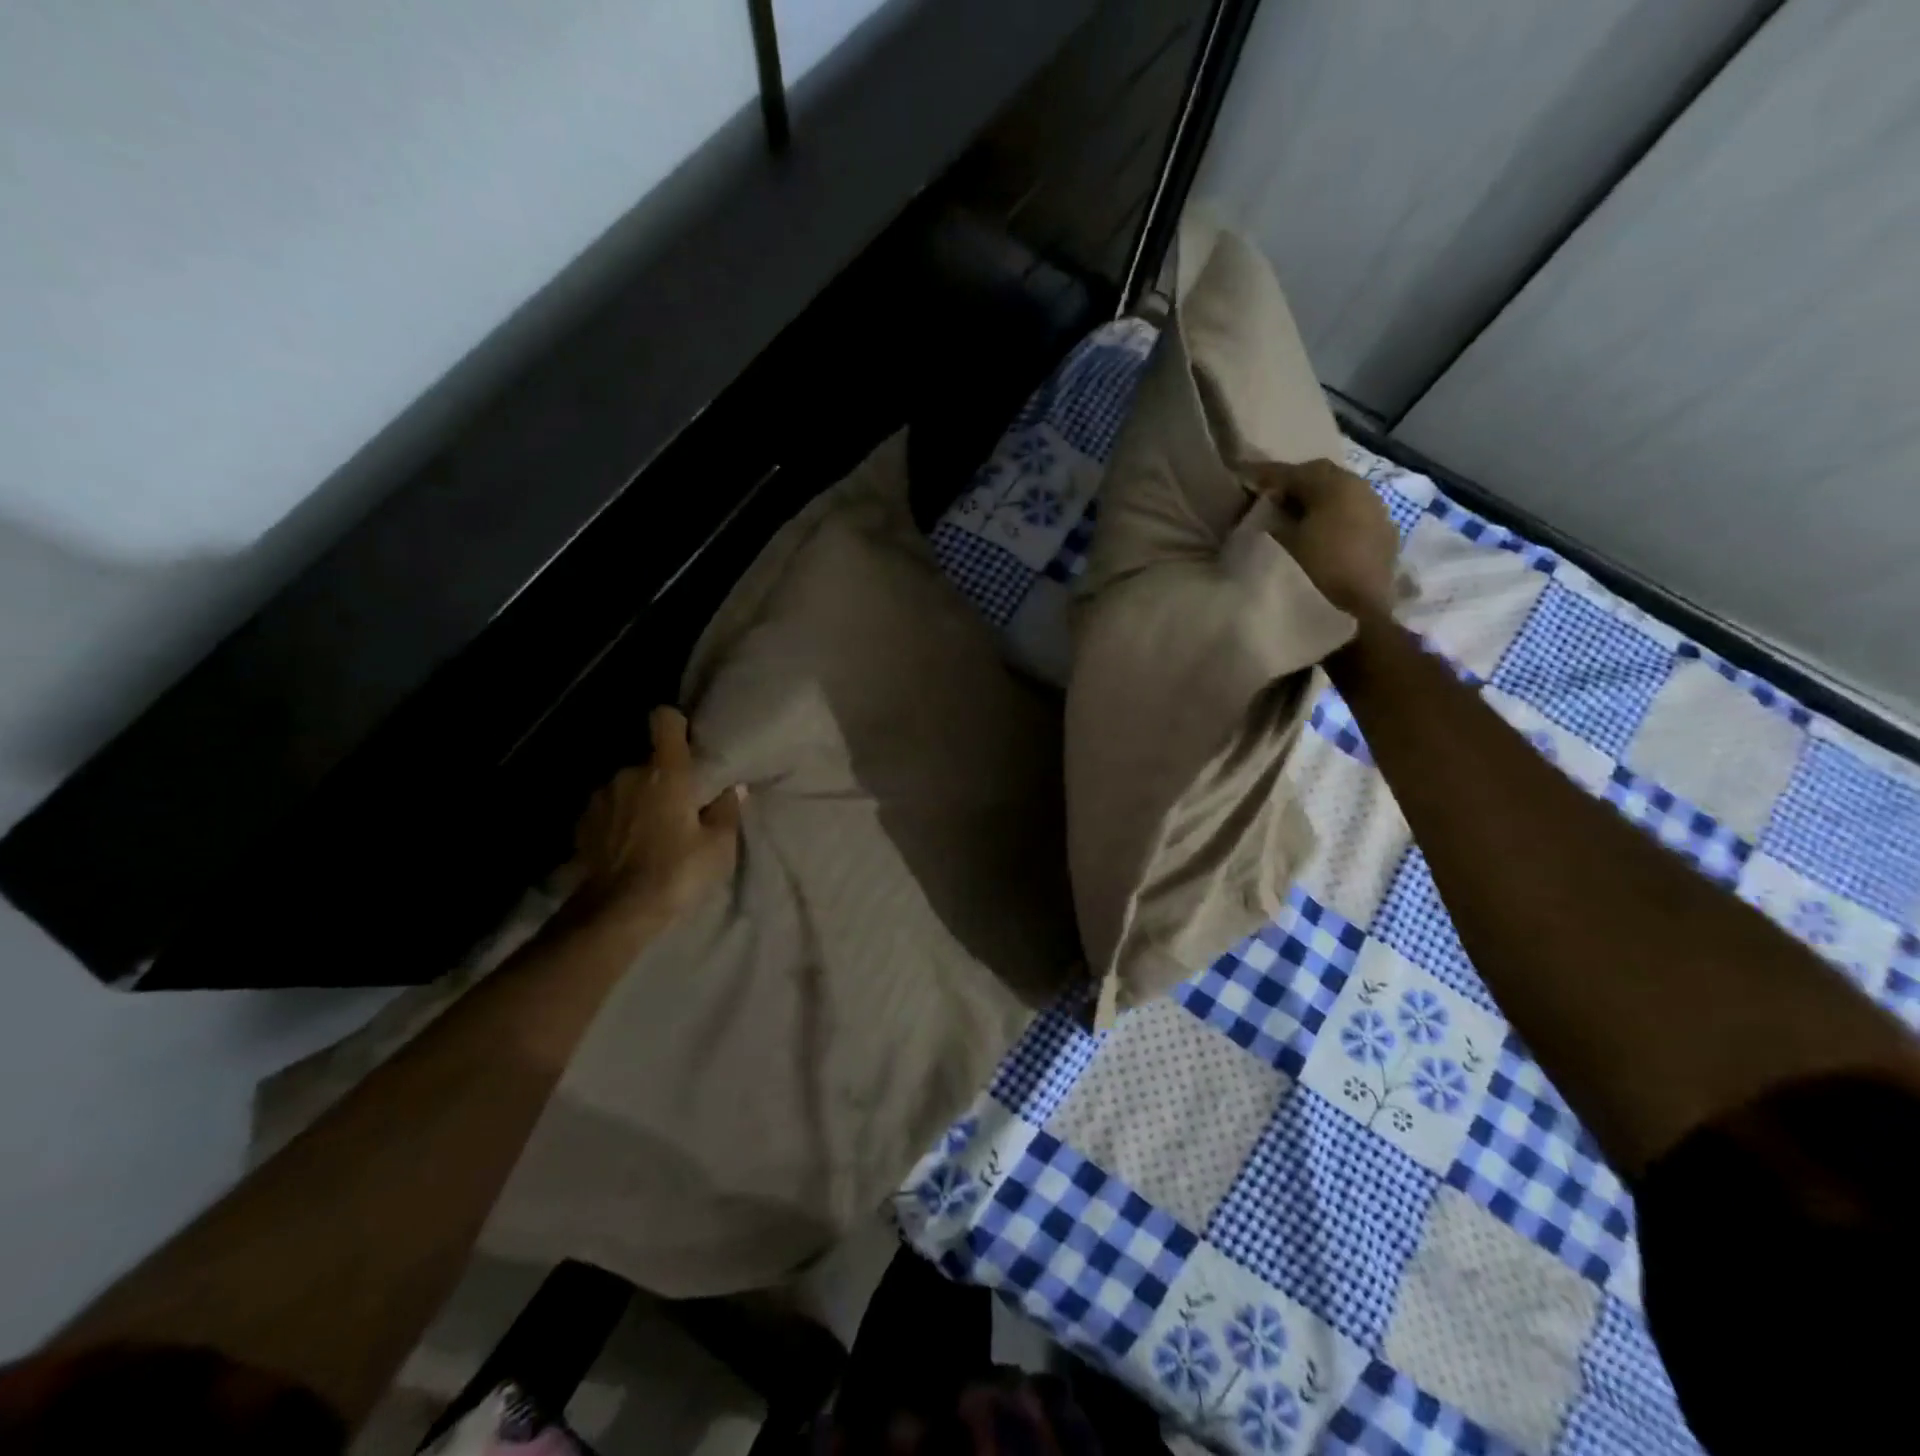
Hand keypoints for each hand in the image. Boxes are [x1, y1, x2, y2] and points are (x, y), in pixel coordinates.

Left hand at [572, 706, 741, 927]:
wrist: (617, 912)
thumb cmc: (677, 872)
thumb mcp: (718, 846)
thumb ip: (727, 811)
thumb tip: (733, 789)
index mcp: (666, 772)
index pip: (665, 721)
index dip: (676, 724)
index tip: (686, 742)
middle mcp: (629, 774)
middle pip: (650, 762)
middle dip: (664, 781)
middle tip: (680, 812)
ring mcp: (601, 798)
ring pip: (629, 787)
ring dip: (640, 801)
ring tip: (653, 834)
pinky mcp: (582, 824)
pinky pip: (609, 810)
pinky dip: (619, 821)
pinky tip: (629, 849)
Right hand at [1246, 458, 1398, 619]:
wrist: (1353, 624)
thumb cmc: (1308, 578)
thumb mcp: (1275, 545)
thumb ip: (1268, 518)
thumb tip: (1265, 509)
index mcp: (1336, 487)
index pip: (1295, 471)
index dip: (1266, 474)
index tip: (1242, 478)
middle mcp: (1364, 493)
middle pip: (1323, 479)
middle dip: (1294, 485)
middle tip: (1267, 498)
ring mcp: (1379, 518)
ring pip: (1342, 499)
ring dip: (1316, 503)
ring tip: (1291, 519)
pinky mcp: (1386, 544)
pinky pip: (1354, 520)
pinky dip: (1333, 522)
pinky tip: (1318, 538)